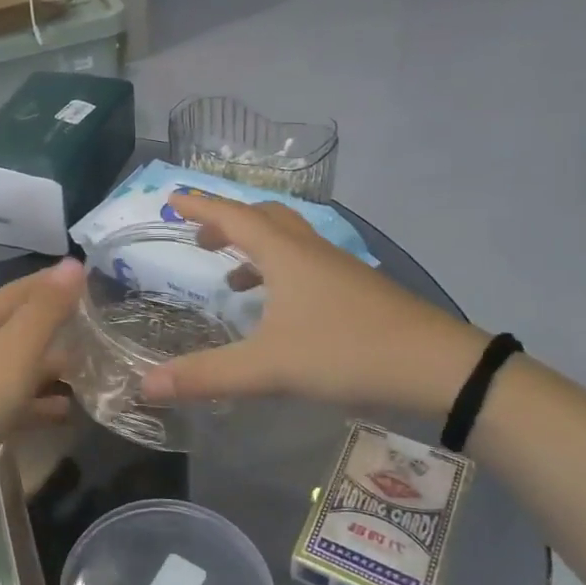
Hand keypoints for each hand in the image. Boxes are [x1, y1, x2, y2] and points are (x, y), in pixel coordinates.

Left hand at [0, 259, 83, 506]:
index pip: (21, 290)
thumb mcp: (16, 349)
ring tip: (95, 372)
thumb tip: (73, 263)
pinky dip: (43, 404)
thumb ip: (46, 309)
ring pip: (23, 367)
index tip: (92, 277)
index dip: (53, 282)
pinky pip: (19, 404)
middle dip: (60, 327)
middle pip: (23, 328)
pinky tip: (69, 412)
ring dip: (55, 368)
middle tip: (104, 330)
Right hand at [139, 195, 487, 415]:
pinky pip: (308, 264)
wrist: (439, 367)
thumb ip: (207, 375)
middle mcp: (311, 251)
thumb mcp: (269, 367)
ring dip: (256, 249)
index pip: (233, 217)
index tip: (173, 198)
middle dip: (228, 223)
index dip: (201, 207)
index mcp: (285, 255)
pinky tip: (280, 310)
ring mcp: (339, 269)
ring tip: (232, 278)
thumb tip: (146, 386)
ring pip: (290, 241)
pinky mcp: (358, 290)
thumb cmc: (347, 352)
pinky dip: (281, 272)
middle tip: (201, 239)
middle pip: (265, 218)